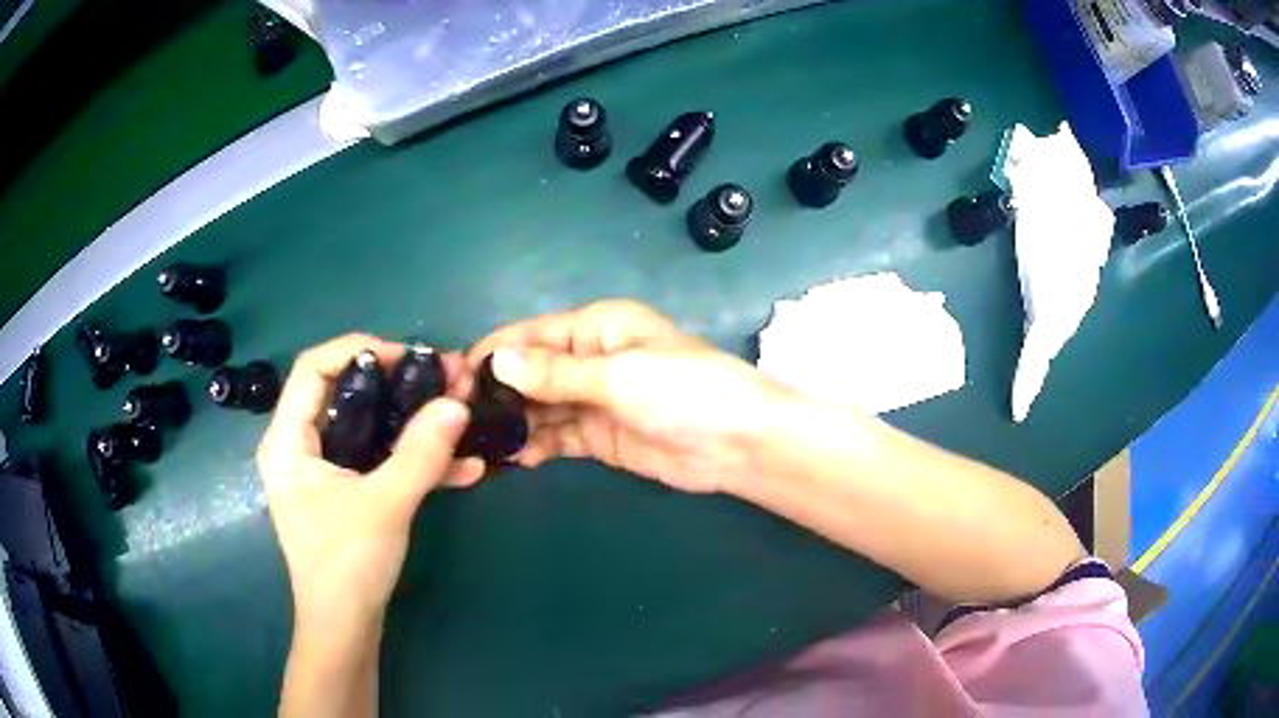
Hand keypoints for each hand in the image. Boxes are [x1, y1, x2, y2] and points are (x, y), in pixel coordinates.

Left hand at [256, 334, 482, 633]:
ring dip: (413, 422)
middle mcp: (299, 447)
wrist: (345, 629)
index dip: (359, 350)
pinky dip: (412, 459)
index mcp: (288, 440)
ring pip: (367, 427)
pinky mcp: (345, 493)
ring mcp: (323, 471)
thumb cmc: (347, 565)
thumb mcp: (385, 504)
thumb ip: (421, 453)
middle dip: (398, 385)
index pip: (314, 367)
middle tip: (443, 382)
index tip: (409, 358)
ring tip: (461, 415)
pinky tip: (461, 468)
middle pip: (344, 392)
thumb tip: (458, 403)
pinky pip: (377, 461)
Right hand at [469, 301, 796, 493]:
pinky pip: (558, 436)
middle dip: (500, 392)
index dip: (496, 352)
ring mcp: (594, 400)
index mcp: (597, 327)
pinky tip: (514, 458)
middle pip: (533, 372)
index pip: (534, 335)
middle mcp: (591, 359)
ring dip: (515, 422)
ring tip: (480, 442)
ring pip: (541, 407)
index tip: (456, 377)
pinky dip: (537, 445)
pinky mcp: (600, 436)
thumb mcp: (618, 376)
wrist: (737, 443)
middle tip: (459, 419)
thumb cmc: (683, 390)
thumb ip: (557, 374)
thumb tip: (499, 362)